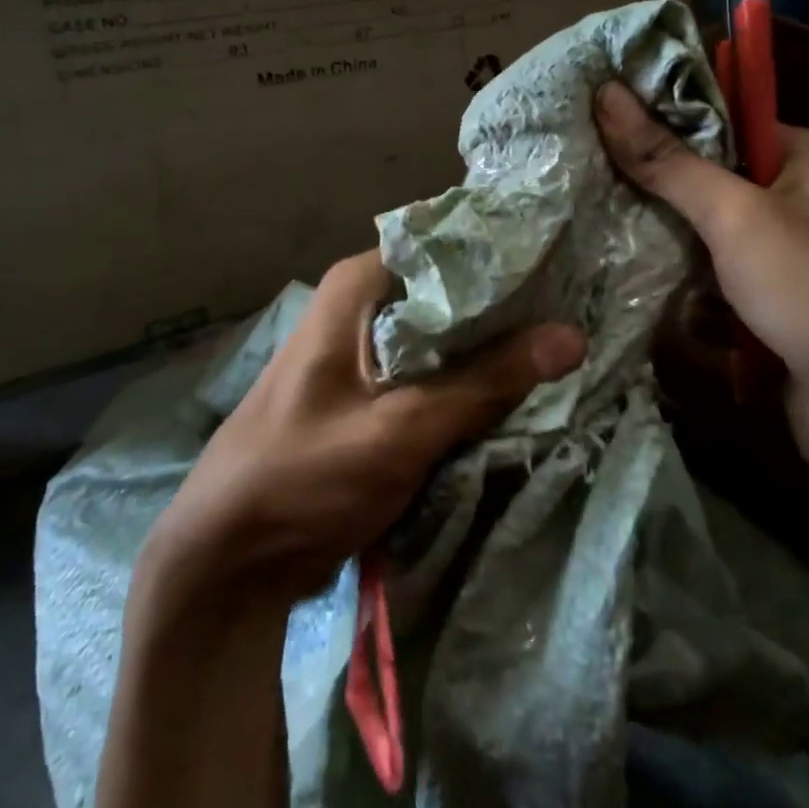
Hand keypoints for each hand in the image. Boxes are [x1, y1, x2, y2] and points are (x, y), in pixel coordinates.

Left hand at [141, 251, 586, 608]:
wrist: (228, 560)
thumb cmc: (301, 479)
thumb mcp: (398, 430)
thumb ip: (484, 383)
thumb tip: (572, 336)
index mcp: (358, 288)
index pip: (448, 247)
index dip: (507, 257)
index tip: (567, 267)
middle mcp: (363, 307)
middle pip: (453, 294)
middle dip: (510, 311)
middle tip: (580, 314)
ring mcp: (369, 353)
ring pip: (448, 338)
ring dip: (496, 353)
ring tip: (566, 352)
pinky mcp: (375, 395)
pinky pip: (436, 376)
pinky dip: (472, 385)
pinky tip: (522, 393)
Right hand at [594, 81, 808, 499]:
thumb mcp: (737, 216)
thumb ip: (669, 162)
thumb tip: (607, 95)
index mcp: (808, 160)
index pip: (723, 122)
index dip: (663, 119)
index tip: (598, 120)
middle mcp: (800, 203)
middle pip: (709, 182)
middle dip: (655, 190)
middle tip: (584, 179)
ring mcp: (784, 261)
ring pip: (704, 238)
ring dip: (662, 245)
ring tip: (592, 230)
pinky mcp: (769, 310)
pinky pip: (712, 284)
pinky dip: (681, 289)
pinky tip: (628, 285)